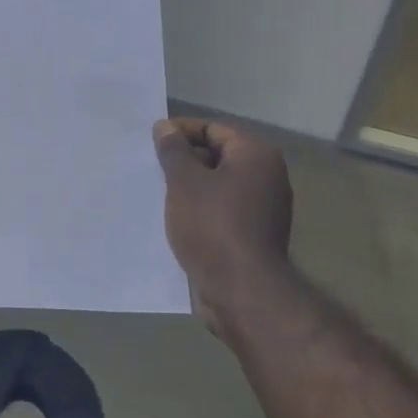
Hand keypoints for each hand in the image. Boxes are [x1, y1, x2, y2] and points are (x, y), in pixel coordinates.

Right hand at [153, 118, 292, 339]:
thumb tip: (165, 127)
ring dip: (188, 187)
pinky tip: (174, 219)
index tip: (151, 143)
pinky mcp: (253, 233)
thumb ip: (173, 151)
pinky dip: (199, 209)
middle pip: (217, 155)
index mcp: (256, 155)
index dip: (180, 132)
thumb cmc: (212, 226)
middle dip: (183, 160)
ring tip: (157, 193)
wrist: (241, 290)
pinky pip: (221, 209)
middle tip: (151, 169)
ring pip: (217, 185)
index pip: (213, 129)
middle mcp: (267, 176)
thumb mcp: (184, 182)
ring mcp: (263, 207)